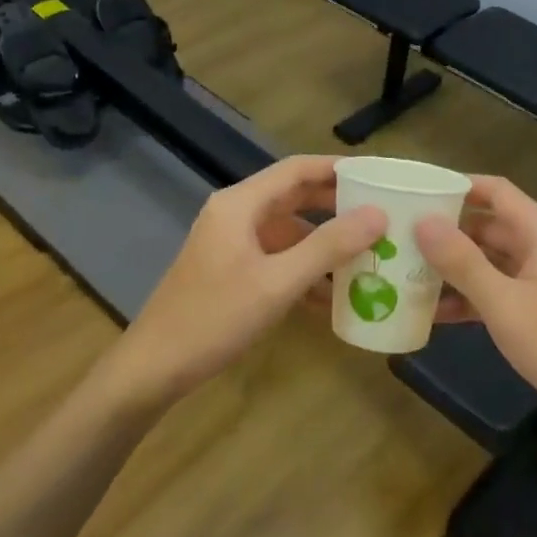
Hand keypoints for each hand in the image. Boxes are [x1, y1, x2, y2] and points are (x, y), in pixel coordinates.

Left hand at [104, 156, 386, 408]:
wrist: (154, 368)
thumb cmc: (214, 318)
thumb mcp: (277, 283)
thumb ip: (328, 247)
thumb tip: (377, 214)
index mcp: (240, 204)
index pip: (296, 169)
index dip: (337, 168)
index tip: (377, 176)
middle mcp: (236, 215)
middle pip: (294, 198)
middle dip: (337, 207)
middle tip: (382, 215)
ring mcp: (232, 245)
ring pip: (289, 232)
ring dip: (324, 244)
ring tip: (368, 256)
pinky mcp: (232, 272)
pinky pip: (278, 260)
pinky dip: (305, 271)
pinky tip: (334, 296)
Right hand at [417, 176, 536, 439]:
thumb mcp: (505, 304)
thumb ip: (462, 262)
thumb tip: (423, 221)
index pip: (496, 191)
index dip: (457, 187)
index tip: (415, 194)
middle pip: (489, 227)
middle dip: (447, 233)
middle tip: (399, 239)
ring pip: (492, 262)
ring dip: (455, 269)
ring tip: (406, 275)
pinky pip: (500, 291)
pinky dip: (471, 298)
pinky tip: (434, 313)